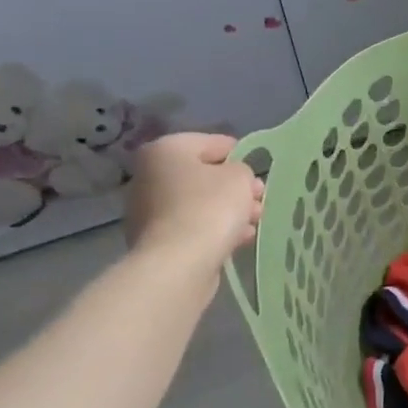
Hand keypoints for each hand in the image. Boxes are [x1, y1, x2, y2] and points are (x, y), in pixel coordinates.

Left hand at [124, 133, 264, 271]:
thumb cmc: (210, 207)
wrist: (179, 264)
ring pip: (199, 203)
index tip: (259, 174)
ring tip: (254, 223)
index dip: (241, 156)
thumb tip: (236, 180)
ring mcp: (149, 210)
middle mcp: (149, 175)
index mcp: (165, 150)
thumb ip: (242, 170)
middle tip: (259, 201)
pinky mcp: (156, 240)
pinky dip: (215, 229)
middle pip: (204, 175)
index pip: (213, 143)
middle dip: (234, 188)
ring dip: (228, 210)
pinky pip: (193, 226)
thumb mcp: (240, 177)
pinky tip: (239, 239)